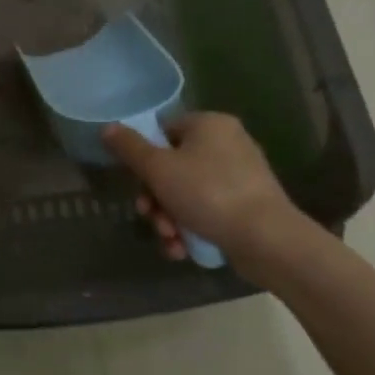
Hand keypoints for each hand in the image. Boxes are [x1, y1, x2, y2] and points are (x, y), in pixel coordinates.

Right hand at [102, 112, 312, 275]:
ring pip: (186, 193)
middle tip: (151, 218)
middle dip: (155, 200)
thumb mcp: (158, 169)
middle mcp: (227, 143)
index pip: (163, 132)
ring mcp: (240, 175)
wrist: (267, 239)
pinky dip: (191, 228)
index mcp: (209, 125)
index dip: (144, 160)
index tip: (137, 185)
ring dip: (169, 219)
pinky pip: (207, 210)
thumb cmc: (208, 194)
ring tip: (170, 240)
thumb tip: (107, 128)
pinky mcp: (247, 204)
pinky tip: (183, 248)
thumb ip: (129, 147)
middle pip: (172, 167)